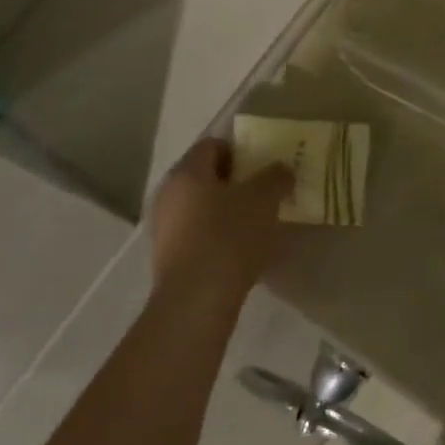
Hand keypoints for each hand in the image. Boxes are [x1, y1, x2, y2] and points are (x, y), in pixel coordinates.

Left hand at [146, 138, 291, 306]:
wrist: (197, 300)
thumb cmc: (229, 236)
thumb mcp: (265, 199)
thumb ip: (276, 177)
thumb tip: (281, 169)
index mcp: (188, 171)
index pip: (212, 144)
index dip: (239, 149)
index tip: (262, 163)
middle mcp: (168, 194)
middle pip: (204, 176)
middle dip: (233, 181)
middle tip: (262, 190)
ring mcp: (164, 228)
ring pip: (199, 206)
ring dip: (225, 209)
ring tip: (255, 221)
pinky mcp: (167, 258)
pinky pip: (196, 233)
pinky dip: (216, 234)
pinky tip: (239, 248)